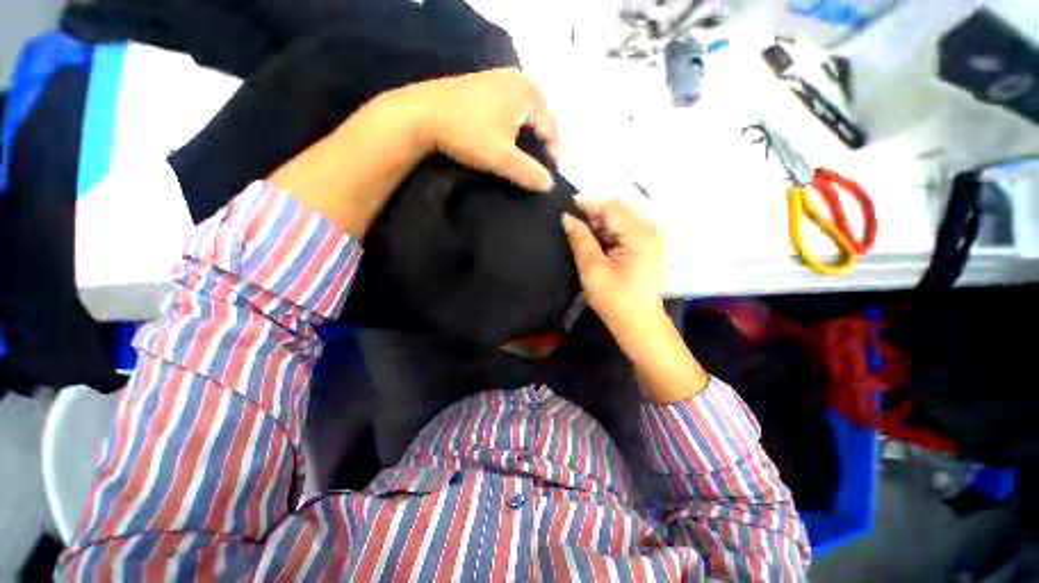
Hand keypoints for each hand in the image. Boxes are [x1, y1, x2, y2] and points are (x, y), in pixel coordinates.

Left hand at [271, 68, 558, 235]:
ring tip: (519, 163)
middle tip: (533, 171)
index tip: (545, 178)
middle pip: (540, 121)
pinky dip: (511, 131)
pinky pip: (509, 112)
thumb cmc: (466, 133)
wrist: (420, 114)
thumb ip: (529, 173)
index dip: (552, 156)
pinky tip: (503, 145)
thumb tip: (549, 186)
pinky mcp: (484, 87)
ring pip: (524, 118)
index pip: (552, 128)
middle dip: (539, 148)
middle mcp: (518, 80)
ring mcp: (499, 81)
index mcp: (528, 91)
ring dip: (524, 141)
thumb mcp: (501, 157)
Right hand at [561, 198, 664, 340]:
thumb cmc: (615, 300)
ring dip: (598, 224)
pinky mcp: (645, 246)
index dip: (587, 203)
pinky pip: (622, 230)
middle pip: (617, 210)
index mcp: (640, 234)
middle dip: (592, 214)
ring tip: (577, 233)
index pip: (611, 206)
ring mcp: (649, 237)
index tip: (564, 206)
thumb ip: (580, 240)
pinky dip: (606, 233)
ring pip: (618, 220)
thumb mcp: (593, 269)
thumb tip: (567, 217)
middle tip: (569, 223)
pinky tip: (592, 242)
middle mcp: (649, 229)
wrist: (638, 323)